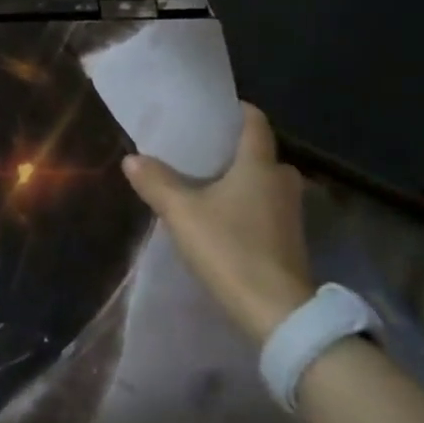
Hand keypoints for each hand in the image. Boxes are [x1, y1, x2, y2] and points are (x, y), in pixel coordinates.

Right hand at [122, 103, 314, 345]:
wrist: (277, 312)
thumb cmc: (230, 248)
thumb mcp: (182, 213)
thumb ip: (156, 182)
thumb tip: (132, 158)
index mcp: (259, 165)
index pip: (255, 122)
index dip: (236, 111)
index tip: (212, 110)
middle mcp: (282, 181)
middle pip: (260, 153)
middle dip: (233, 150)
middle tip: (199, 150)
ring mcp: (291, 213)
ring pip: (263, 183)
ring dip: (239, 180)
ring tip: (204, 183)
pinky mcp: (290, 240)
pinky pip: (265, 207)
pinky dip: (246, 205)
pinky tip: (221, 216)